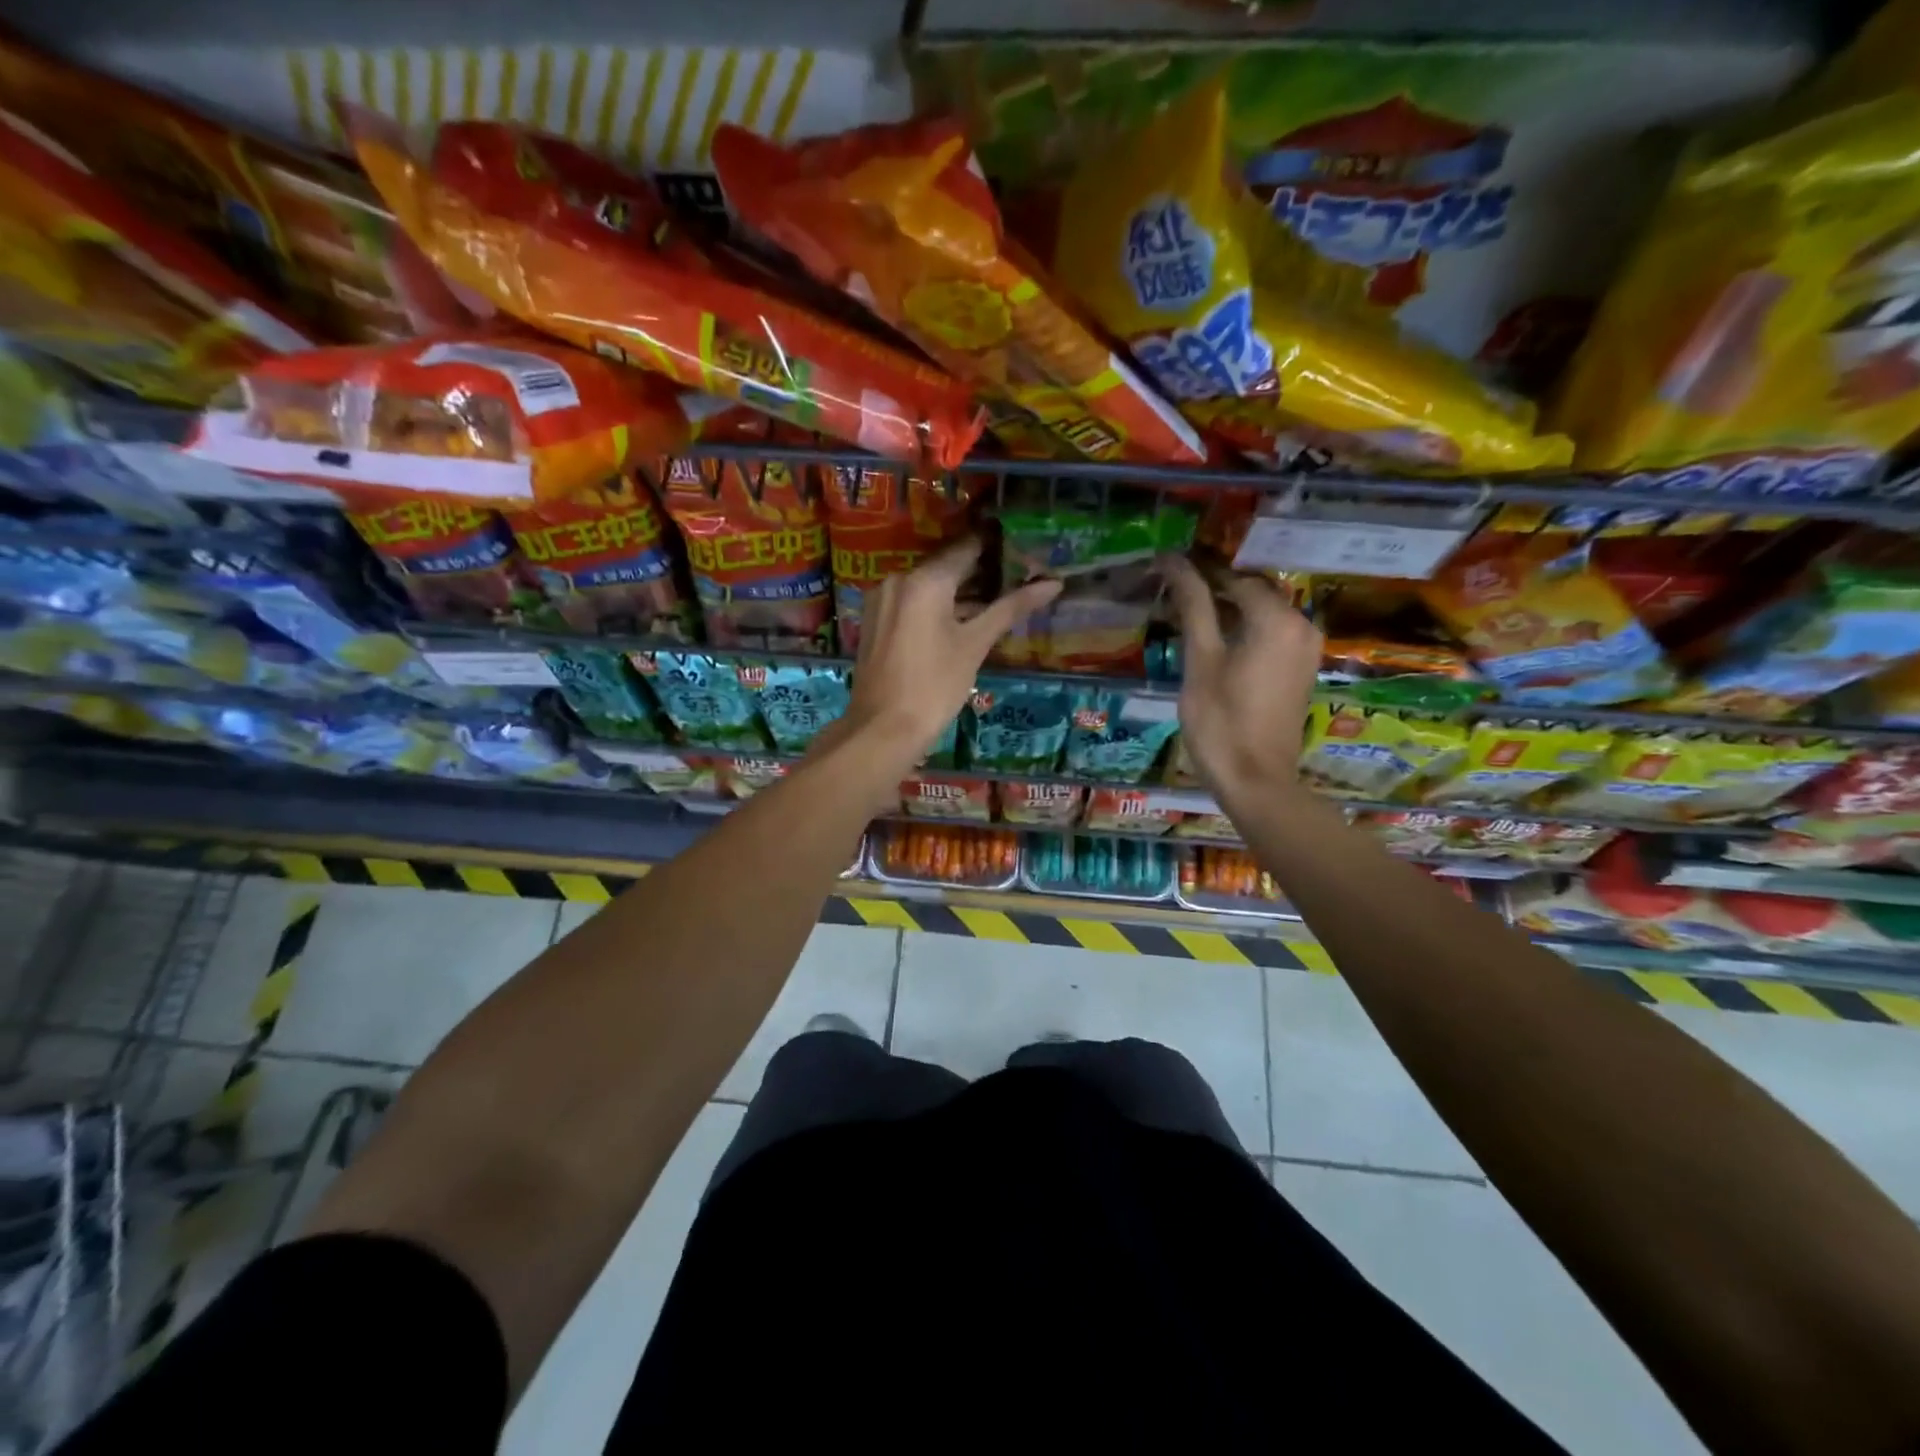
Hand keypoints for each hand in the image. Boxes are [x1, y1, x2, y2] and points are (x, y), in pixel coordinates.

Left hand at [837, 536, 1061, 771]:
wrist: (883, 730)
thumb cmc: (935, 686)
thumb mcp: (975, 645)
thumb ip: (1011, 608)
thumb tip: (1053, 583)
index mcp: (925, 580)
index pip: (967, 548)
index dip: (997, 548)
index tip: (1023, 551)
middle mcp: (898, 579)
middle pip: (946, 565)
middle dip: (980, 571)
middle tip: (1017, 577)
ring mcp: (882, 600)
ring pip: (928, 585)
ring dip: (958, 591)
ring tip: (995, 599)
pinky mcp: (874, 620)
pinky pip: (911, 601)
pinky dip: (935, 605)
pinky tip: (959, 620)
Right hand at [1159, 555, 1321, 796]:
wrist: (1256, 781)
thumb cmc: (1220, 722)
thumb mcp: (1200, 661)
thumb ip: (1192, 606)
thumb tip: (1174, 561)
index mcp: (1277, 619)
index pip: (1232, 577)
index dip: (1197, 572)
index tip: (1164, 572)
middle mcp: (1301, 624)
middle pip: (1251, 591)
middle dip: (1213, 588)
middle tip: (1171, 594)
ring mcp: (1305, 648)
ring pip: (1262, 611)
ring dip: (1227, 609)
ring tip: (1186, 614)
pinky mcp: (1301, 668)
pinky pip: (1272, 632)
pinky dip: (1244, 628)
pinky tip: (1214, 640)